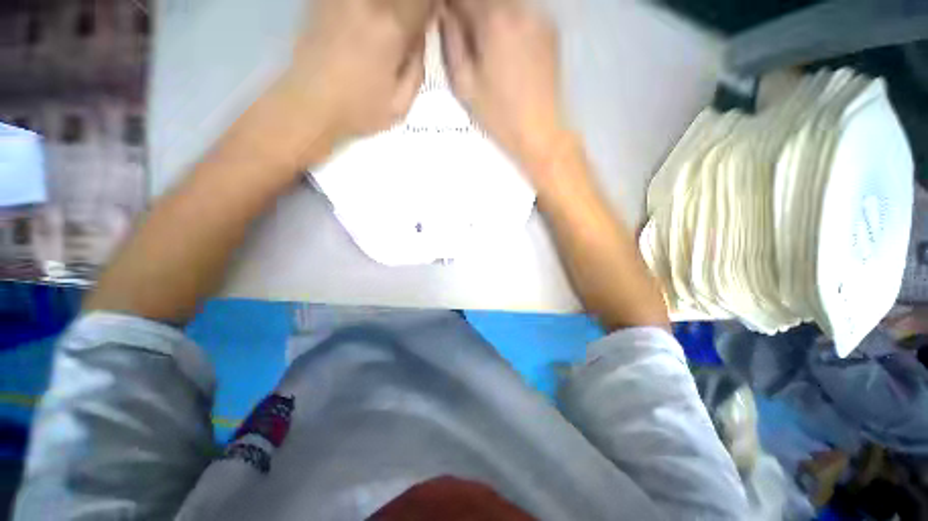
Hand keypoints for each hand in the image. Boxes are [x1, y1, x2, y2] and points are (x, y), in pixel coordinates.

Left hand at [285, 0, 435, 146]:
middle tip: (407, 30)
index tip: (429, 19)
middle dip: (410, 8)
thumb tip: (420, 36)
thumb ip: (417, 67)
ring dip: (389, 9)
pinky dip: (366, 11)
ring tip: (383, 34)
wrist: (309, 104)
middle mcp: (367, 1)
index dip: (430, 6)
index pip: (422, 0)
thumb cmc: (359, 110)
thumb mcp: (401, 103)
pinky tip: (363, 27)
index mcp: (391, 27)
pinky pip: (355, 2)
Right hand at [440, 0, 569, 173]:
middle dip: (470, 8)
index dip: (450, 4)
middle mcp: (519, 7)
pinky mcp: (550, 28)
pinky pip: (522, 11)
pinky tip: (505, 46)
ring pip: (505, 2)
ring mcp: (539, 15)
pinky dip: (508, 20)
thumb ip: (451, 41)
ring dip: (488, 12)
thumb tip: (445, 13)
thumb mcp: (464, 84)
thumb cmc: (498, 114)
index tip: (446, 17)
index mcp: (493, 20)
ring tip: (484, 41)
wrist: (539, 131)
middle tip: (463, 31)